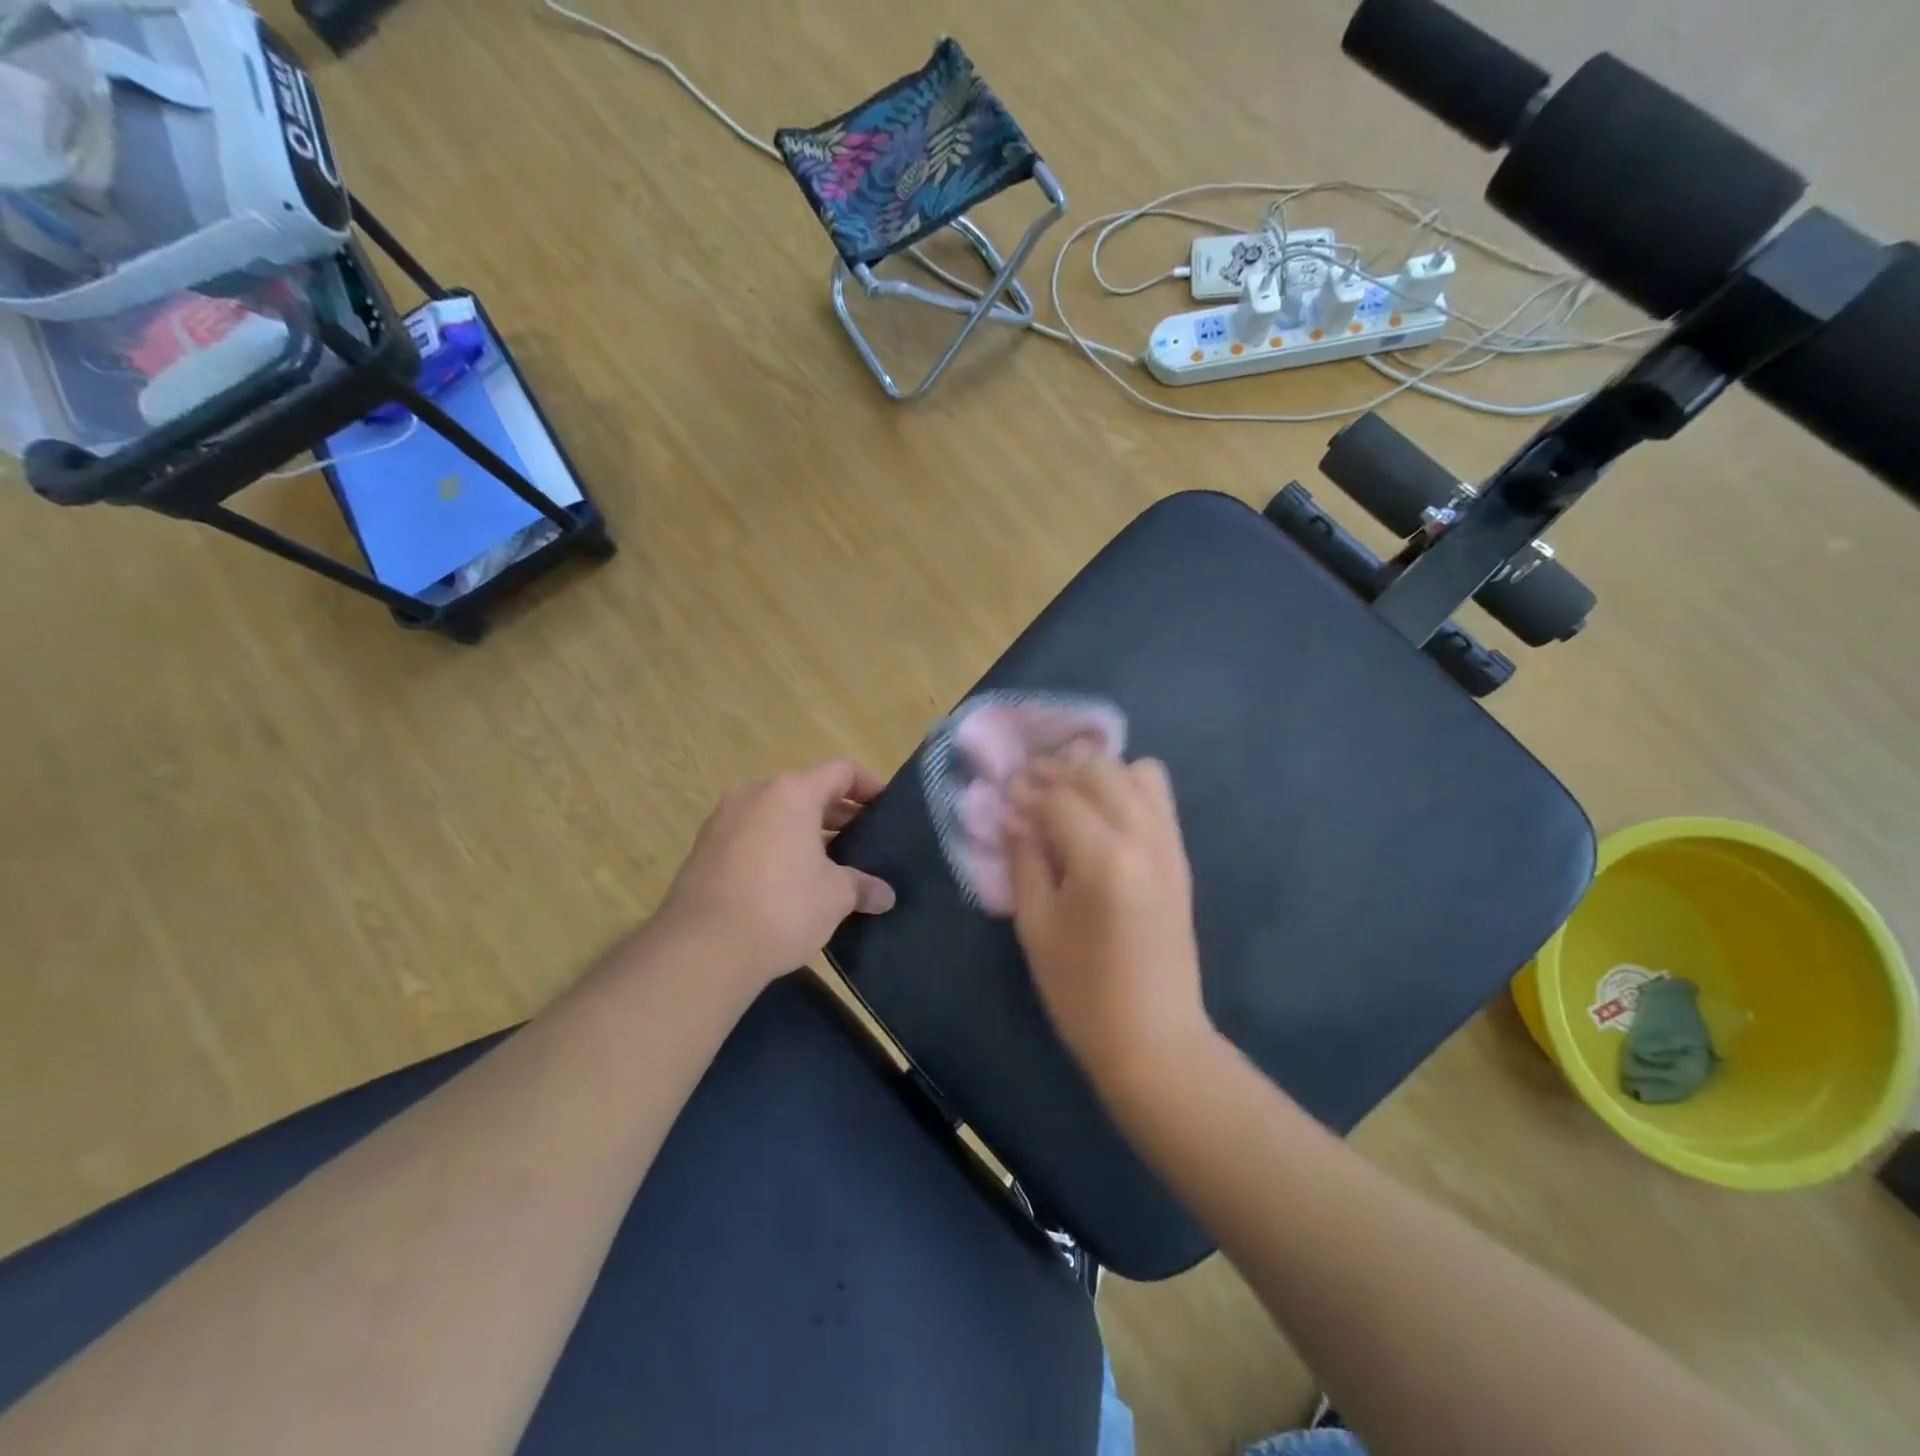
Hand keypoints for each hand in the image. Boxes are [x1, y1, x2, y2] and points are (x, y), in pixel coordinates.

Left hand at [651, 761, 895, 994]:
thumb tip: (884, 895)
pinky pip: (751, 837)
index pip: (841, 772)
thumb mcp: (835, 896)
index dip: (869, 786)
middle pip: (806, 791)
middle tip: (863, 841)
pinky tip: (789, 882)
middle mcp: (754, 795)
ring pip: (775, 815)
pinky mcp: (702, 851)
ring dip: (804, 833)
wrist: (702, 949)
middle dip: (838, 814)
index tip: (887, 808)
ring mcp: (722, 821)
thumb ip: (862, 886)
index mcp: (791, 793)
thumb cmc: (782, 907)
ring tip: (829, 864)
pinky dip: (774, 848)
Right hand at [1006, 751, 1215, 1094]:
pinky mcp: (1180, 856)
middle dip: (1058, 770)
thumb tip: (1013, 816)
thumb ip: (1025, 860)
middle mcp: (1143, 837)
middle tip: (1029, 788)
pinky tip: (1101, 814)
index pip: (1058, 797)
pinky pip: (1158, 797)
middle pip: (1100, 770)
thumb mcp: (1036, 927)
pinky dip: (1128, 788)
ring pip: (1136, 772)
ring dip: (1097, 773)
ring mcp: (1169, 844)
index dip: (1026, 790)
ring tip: (1068, 796)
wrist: (1154, 1038)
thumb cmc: (1082, 992)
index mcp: (1103, 858)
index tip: (1004, 794)